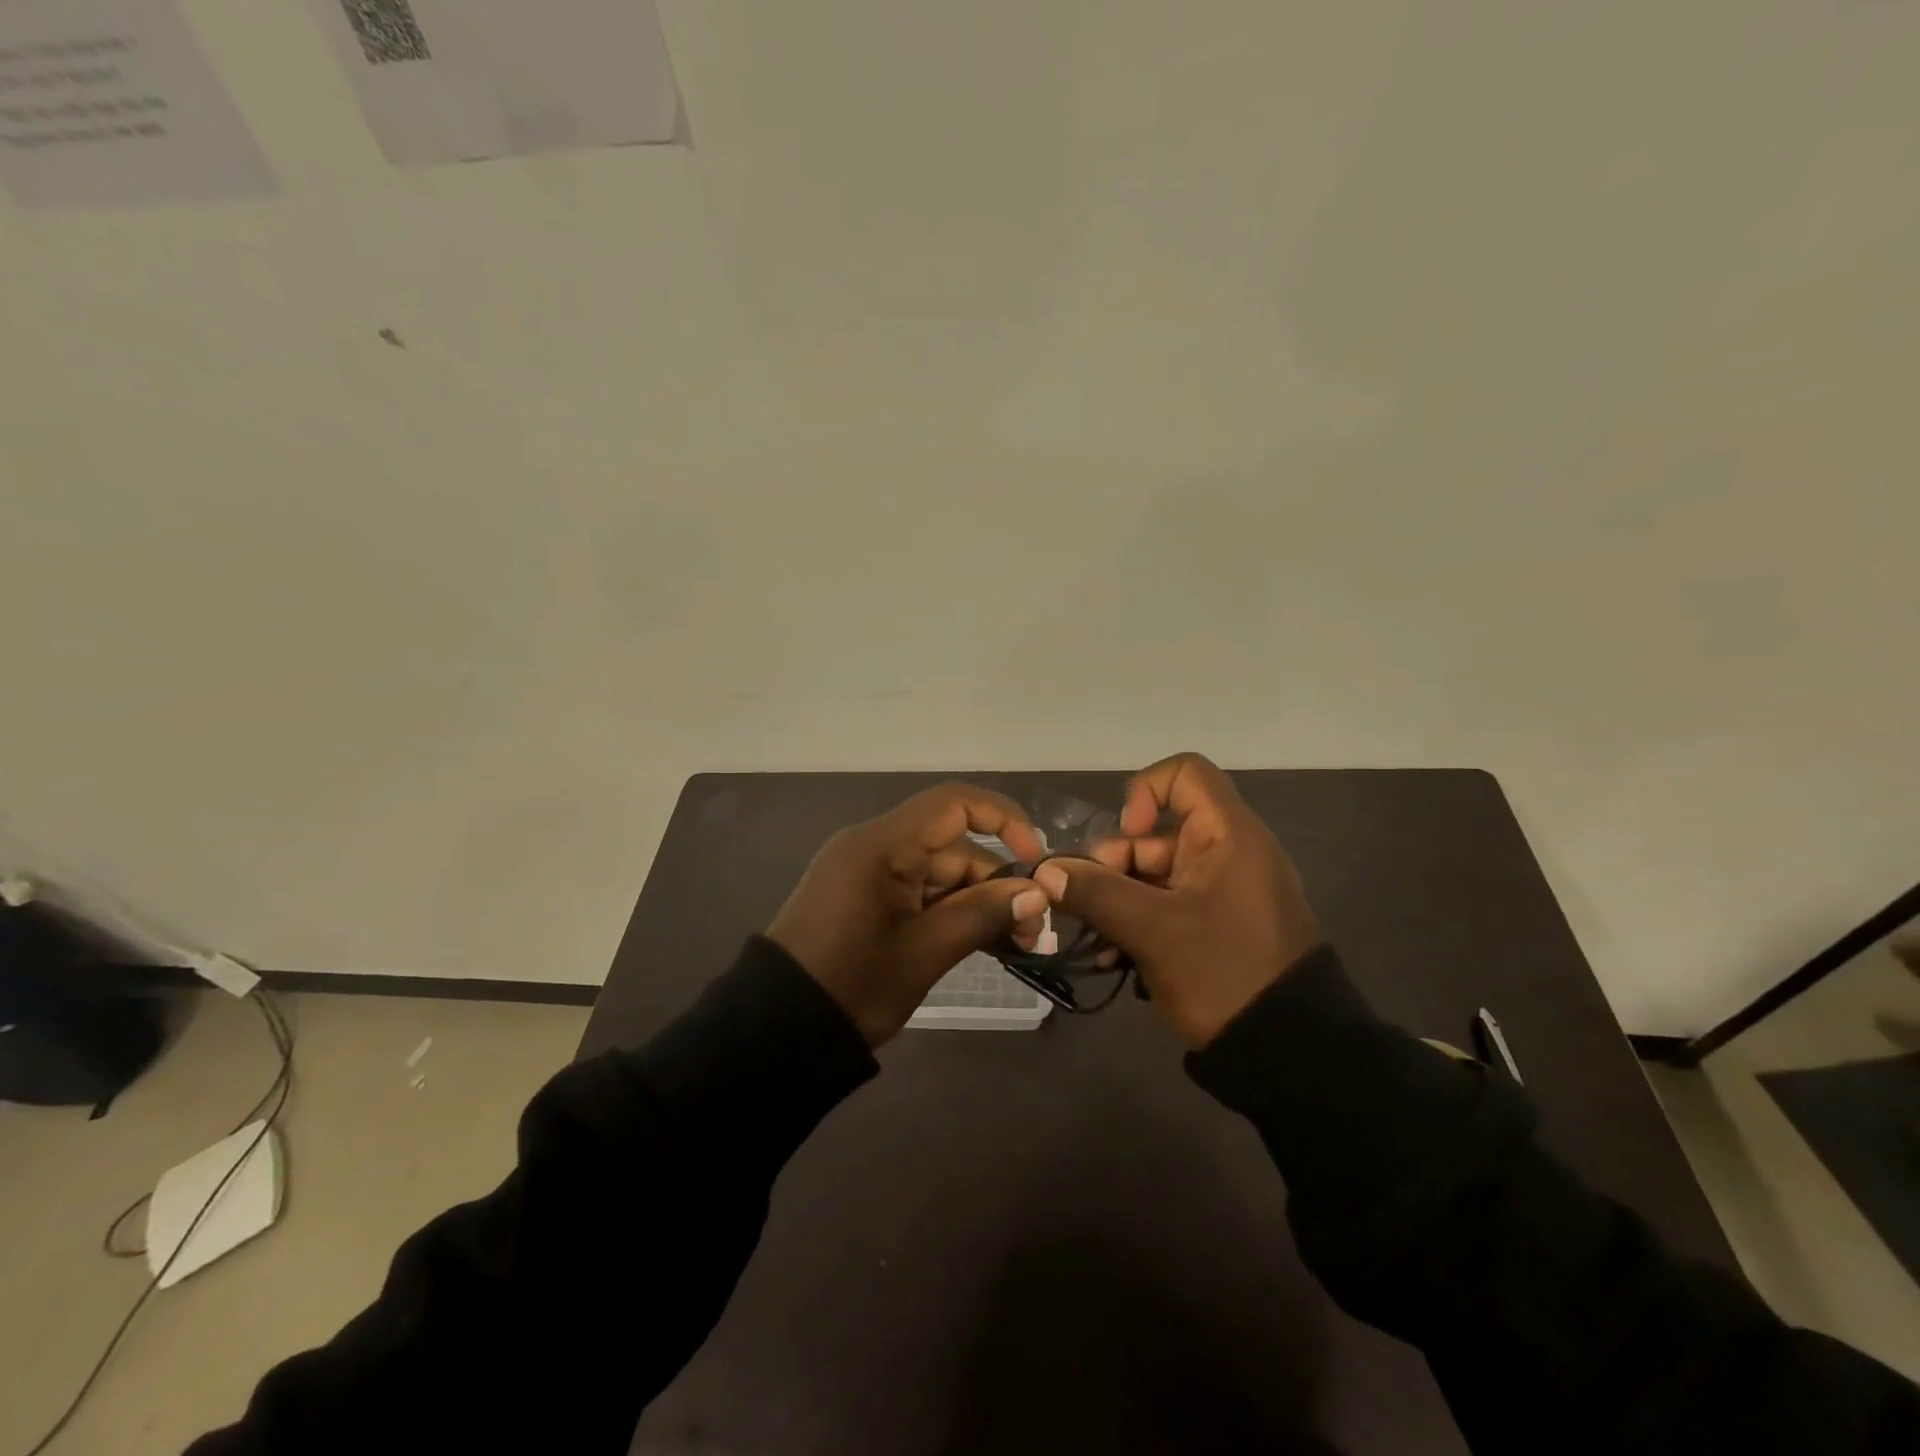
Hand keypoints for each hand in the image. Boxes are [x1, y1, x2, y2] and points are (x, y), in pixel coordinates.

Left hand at [769, 785, 1051, 1045]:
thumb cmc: (852, 986)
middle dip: (996, 883)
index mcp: (881, 845)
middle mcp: (874, 846)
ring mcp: (867, 872)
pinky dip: (949, 911)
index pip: (953, 804)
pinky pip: (918, 890)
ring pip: (939, 872)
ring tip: (1014, 945)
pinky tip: (980, 940)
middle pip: (952, 846)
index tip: (1035, 860)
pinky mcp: (864, 897)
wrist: (776, 1033)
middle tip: (1032, 931)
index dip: (1003, 820)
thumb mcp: (925, 952)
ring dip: (977, 902)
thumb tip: (1037, 893)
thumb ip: (983, 914)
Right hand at [1032, 753, 1321, 1047]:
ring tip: (1095, 943)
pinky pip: (1166, 906)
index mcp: (1227, 835)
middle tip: (1087, 906)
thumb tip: (1045, 871)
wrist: (1291, 1053)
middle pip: (1155, 832)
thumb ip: (1096, 893)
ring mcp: (1221, 891)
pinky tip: (1113, 959)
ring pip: (1154, 874)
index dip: (1145, 792)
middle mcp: (1226, 853)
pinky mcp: (1215, 925)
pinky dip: (1137, 923)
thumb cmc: (1226, 973)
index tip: (1125, 835)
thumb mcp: (1154, 932)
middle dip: (1113, 866)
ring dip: (1116, 902)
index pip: (1184, 773)